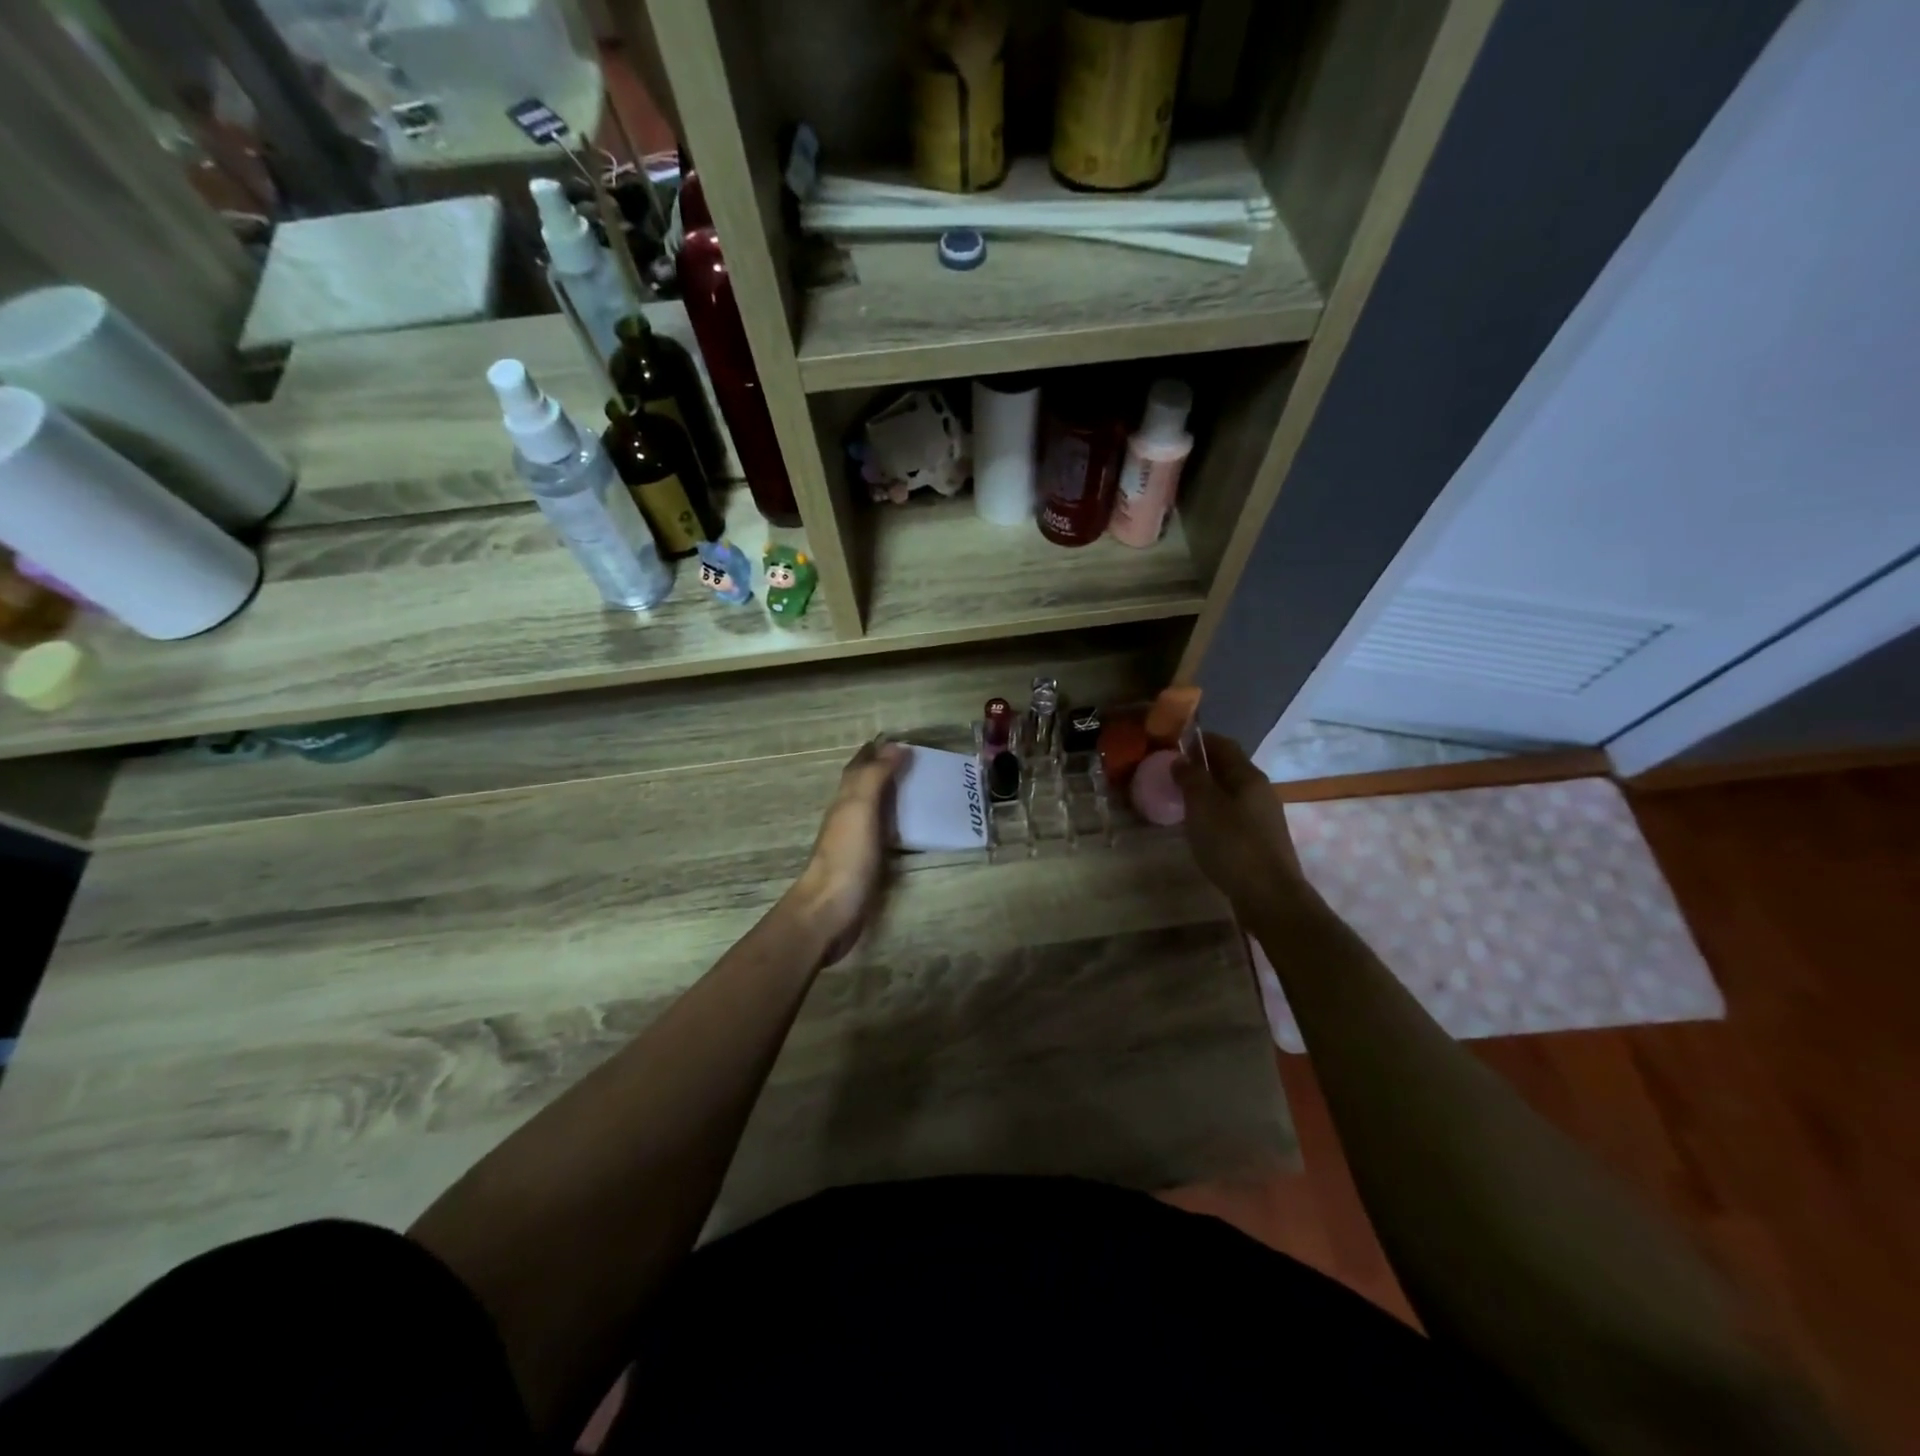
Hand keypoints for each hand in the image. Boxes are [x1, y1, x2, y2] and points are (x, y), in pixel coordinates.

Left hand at [789, 738, 905, 962]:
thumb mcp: (859, 809)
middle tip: (918, 763)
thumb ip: (874, 777)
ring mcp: (856, 843)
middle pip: (866, 786)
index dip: (877, 752)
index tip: (901, 741)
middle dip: (886, 771)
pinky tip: (913, 831)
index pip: (860, 767)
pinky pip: (884, 836)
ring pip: (874, 810)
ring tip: (922, 791)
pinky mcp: (867, 866)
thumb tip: (894, 745)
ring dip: (893, 798)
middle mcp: (848, 816)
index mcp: (846, 800)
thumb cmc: (845, 857)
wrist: (829, 912)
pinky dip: (897, 826)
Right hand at [1172, 733, 1312, 911]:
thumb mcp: (1203, 806)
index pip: (1223, 744)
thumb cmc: (1232, 844)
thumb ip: (1191, 778)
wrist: (1269, 896)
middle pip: (1229, 768)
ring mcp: (1263, 816)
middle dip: (1201, 766)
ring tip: (1181, 800)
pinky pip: (1234, 814)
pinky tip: (1200, 827)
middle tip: (1171, 773)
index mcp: (1248, 776)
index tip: (1172, 743)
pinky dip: (1214, 812)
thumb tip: (1180, 759)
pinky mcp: (1261, 840)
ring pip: (1231, 793)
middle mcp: (1260, 791)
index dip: (1198, 740)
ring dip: (1207, 791)